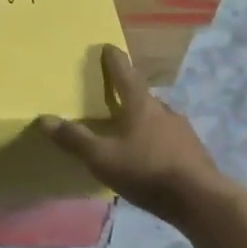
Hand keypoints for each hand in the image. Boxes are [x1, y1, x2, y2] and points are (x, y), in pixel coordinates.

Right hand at [40, 45, 234, 226]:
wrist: (202, 200)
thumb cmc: (147, 170)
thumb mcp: (103, 157)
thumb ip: (75, 139)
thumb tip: (44, 119)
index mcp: (140, 105)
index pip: (124, 73)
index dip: (114, 59)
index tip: (107, 47)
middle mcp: (163, 110)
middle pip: (143, 95)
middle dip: (128, 92)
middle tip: (115, 94)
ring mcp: (183, 130)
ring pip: (158, 116)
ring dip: (145, 118)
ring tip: (131, 127)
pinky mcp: (195, 151)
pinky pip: (170, 137)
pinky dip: (158, 139)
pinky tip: (152, 153)